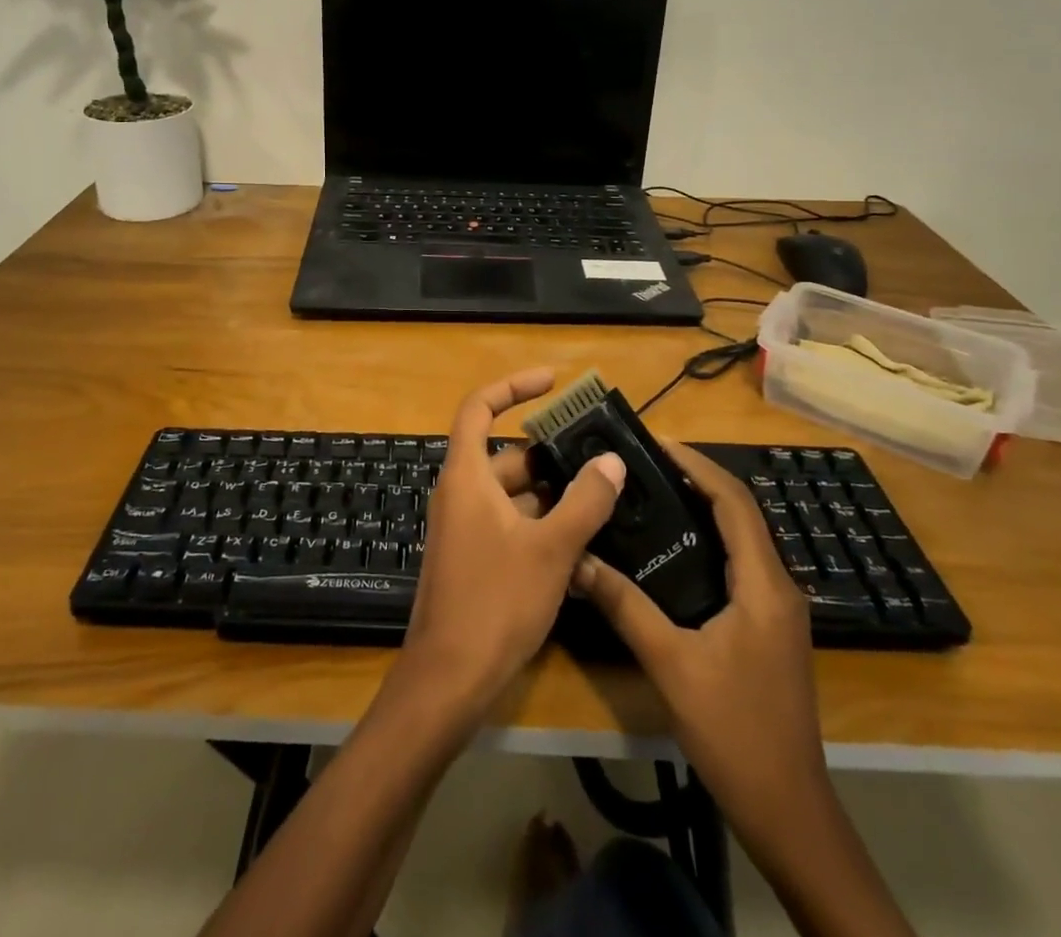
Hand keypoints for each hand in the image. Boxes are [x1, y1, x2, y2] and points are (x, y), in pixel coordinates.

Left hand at [397, 368, 626, 720]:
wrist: (449, 679)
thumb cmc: (496, 602)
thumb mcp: (551, 549)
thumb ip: (585, 502)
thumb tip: (611, 461)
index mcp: (466, 476)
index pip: (480, 408)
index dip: (513, 386)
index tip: (552, 382)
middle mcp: (460, 493)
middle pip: (506, 455)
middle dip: (551, 454)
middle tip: (599, 456)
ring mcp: (464, 528)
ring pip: (513, 494)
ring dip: (552, 494)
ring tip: (603, 498)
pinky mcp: (473, 558)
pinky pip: (511, 524)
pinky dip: (542, 524)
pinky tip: (583, 543)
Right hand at [573, 435, 824, 795]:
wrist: (789, 811)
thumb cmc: (734, 730)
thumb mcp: (671, 664)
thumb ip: (625, 606)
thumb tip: (578, 561)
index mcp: (763, 584)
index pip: (735, 502)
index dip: (699, 466)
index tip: (658, 443)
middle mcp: (779, 587)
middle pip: (742, 514)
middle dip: (699, 480)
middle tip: (648, 463)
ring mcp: (779, 611)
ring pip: (743, 540)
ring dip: (706, 510)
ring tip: (655, 493)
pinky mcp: (771, 630)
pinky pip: (741, 566)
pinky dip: (711, 542)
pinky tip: (675, 552)